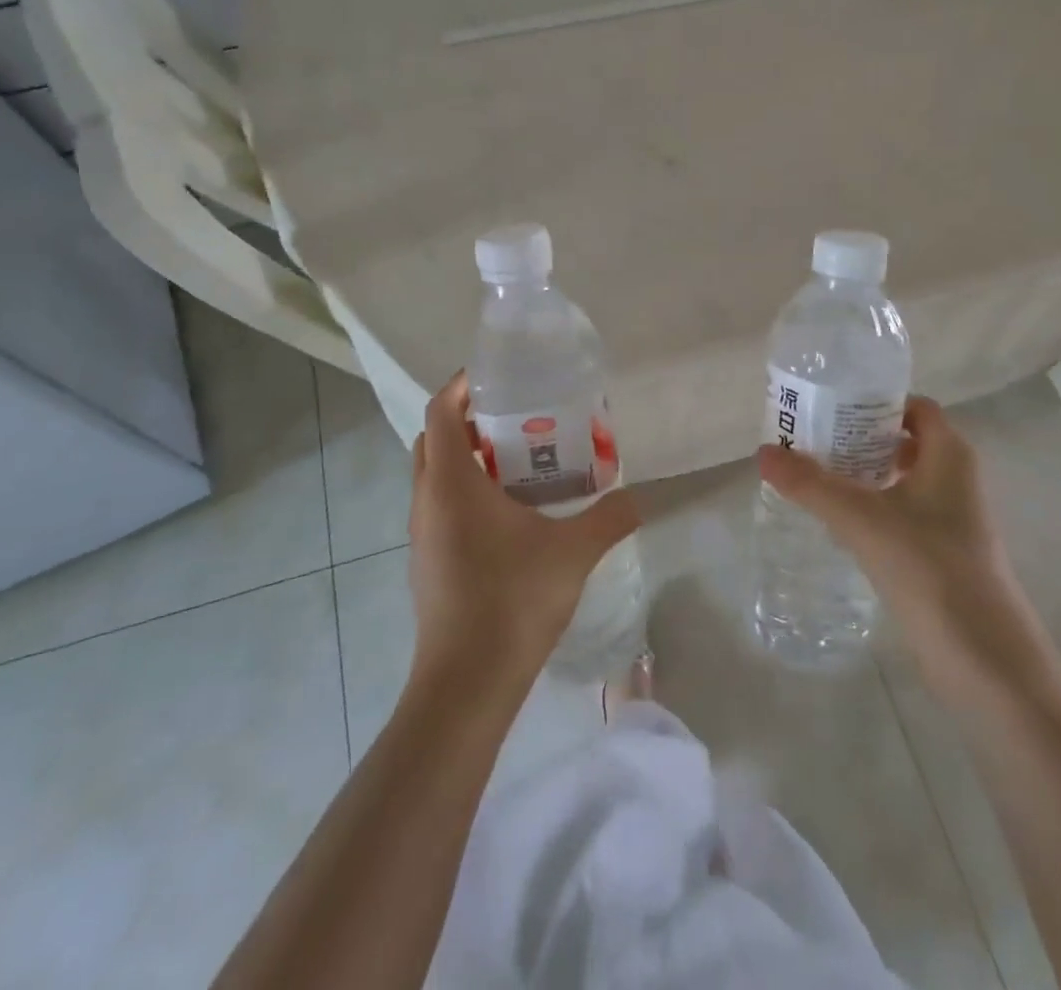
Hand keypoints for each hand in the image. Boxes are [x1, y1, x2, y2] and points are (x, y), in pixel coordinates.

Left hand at [408, 373, 639, 686]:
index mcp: (451, 483)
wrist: (466, 682)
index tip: (494, 377)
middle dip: (466, 421)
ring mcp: (421, 534)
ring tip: (516, 463)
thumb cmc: (513, 600)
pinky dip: (464, 493)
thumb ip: (610, 518)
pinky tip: (507, 516)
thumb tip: (639, 497)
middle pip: (433, 440)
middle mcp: (426, 501)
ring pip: (434, 476)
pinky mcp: (427, 562)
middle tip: (513, 419)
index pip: (440, 412)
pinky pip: (439, 507)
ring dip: (465, 459)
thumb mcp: (572, 552)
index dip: (461, 386)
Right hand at [757, 397, 1043, 701]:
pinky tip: (838, 521)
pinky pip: (902, 512)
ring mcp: (952, 518)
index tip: (830, 405)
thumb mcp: (861, 519)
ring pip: (901, 478)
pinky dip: (872, 506)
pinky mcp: (943, 552)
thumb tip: (763, 452)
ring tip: (814, 474)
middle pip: (903, 440)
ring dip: (862, 473)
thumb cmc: (929, 568)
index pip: (914, 407)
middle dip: (859, 436)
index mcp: (949, 455)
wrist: (985, 659)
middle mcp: (956, 478)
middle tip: (811, 438)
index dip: (875, 401)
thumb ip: (810, 484)